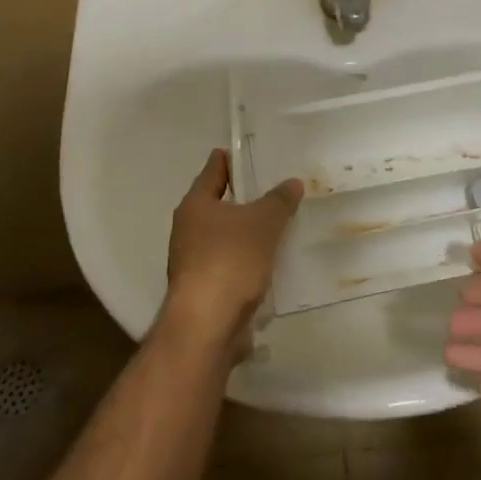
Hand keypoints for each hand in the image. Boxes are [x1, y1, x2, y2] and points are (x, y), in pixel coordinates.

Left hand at [162, 149, 302, 355]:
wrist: (206, 325)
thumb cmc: (230, 261)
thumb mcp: (263, 223)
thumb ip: (278, 200)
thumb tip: (292, 183)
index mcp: (196, 204)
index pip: (215, 168)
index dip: (235, 158)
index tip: (258, 153)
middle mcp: (188, 228)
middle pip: (220, 202)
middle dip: (247, 197)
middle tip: (280, 189)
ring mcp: (193, 260)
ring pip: (226, 235)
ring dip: (249, 231)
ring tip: (282, 225)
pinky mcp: (204, 288)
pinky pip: (230, 263)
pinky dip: (248, 260)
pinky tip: (272, 262)